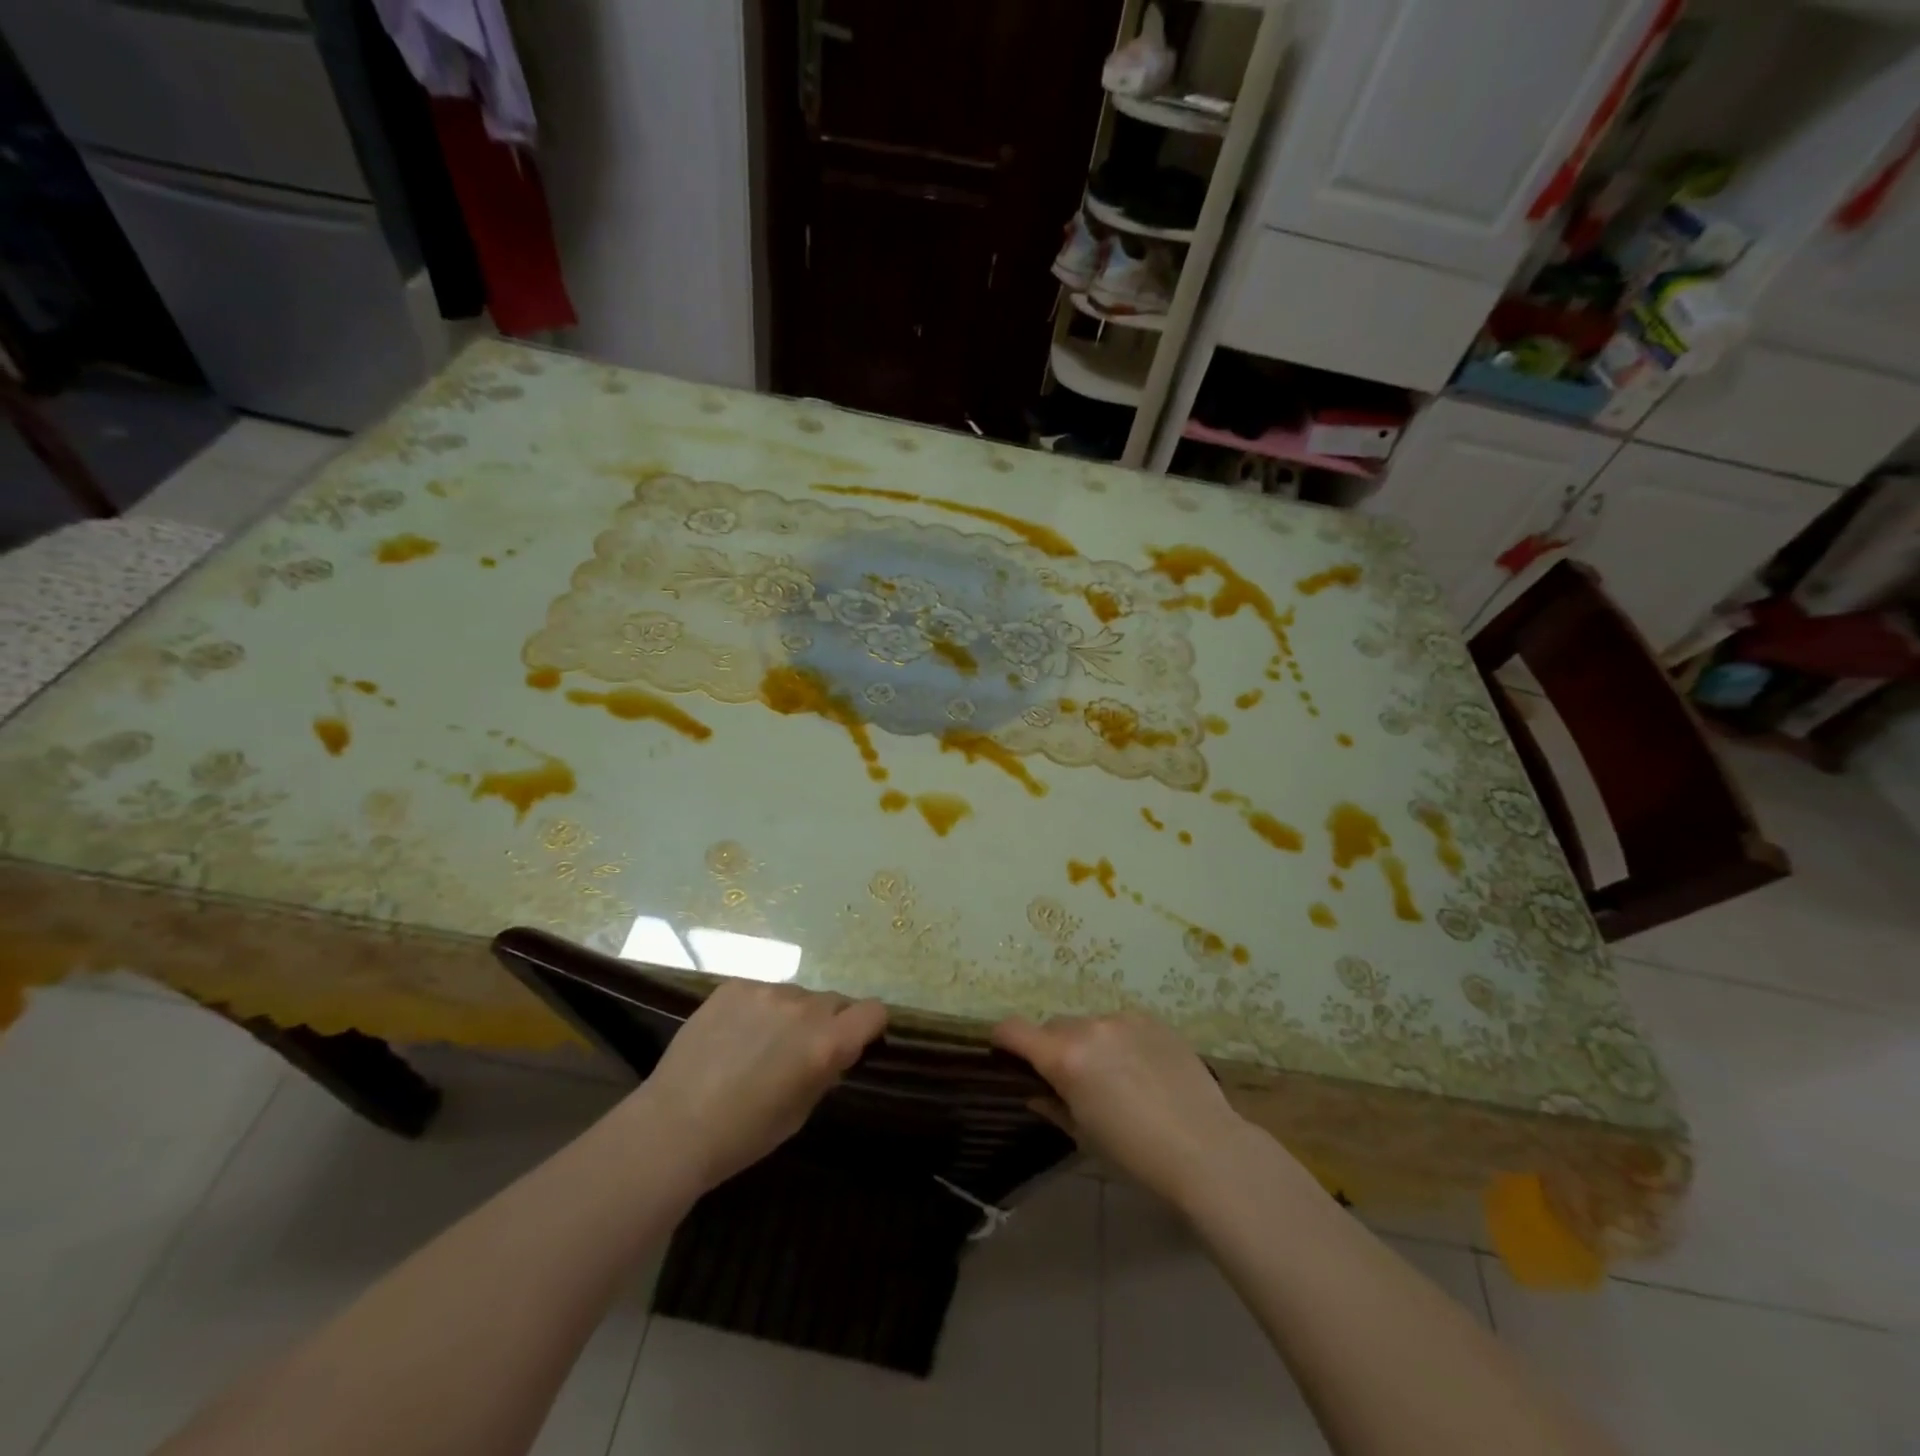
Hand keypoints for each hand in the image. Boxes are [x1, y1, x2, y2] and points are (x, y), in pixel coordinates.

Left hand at [637, 981, 886, 1191]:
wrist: (672, 1126)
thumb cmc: (743, 1135)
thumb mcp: (799, 1112)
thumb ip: (825, 1072)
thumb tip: (835, 1053)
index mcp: (826, 1042)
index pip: (873, 1011)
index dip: (868, 1027)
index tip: (853, 1044)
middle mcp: (803, 1007)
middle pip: (834, 1001)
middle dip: (827, 1023)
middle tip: (799, 1052)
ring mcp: (766, 991)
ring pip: (795, 996)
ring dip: (790, 1015)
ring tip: (758, 1045)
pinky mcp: (734, 985)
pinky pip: (761, 991)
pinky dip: (757, 1009)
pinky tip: (732, 1037)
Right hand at [992, 1011, 1253, 1206]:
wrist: (1206, 1148)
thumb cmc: (1136, 1155)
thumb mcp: (1084, 1136)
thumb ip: (1053, 1107)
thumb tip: (1035, 1093)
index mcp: (1065, 1057)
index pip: (1013, 1029)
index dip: (1003, 1040)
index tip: (1006, 1055)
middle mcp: (1089, 1027)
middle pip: (1054, 1027)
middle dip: (1052, 1049)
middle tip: (1070, 1081)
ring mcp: (1123, 1019)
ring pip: (1089, 1024)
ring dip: (1089, 1044)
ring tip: (1114, 1077)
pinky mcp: (1152, 1020)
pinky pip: (1121, 1024)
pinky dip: (1120, 1041)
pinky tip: (1142, 1071)